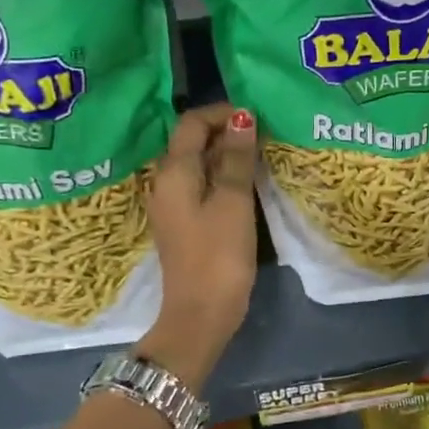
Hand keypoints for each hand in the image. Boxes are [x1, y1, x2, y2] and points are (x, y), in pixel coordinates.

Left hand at [141, 103, 258, 383]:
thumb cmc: (218, 255)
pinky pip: (200, 186)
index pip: (191, 123)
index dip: (222, 113)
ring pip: (197, 164)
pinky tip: (246, 185)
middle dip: (226, 133)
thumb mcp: (233, 201)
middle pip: (191, 142)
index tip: (256, 118)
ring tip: (260, 157)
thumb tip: (241, 117)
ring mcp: (171, 204)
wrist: (200, 315)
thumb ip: (236, 158)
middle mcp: (164, 182)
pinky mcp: (182, 223)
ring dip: (226, 156)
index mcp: (172, 172)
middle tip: (264, 137)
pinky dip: (221, 178)